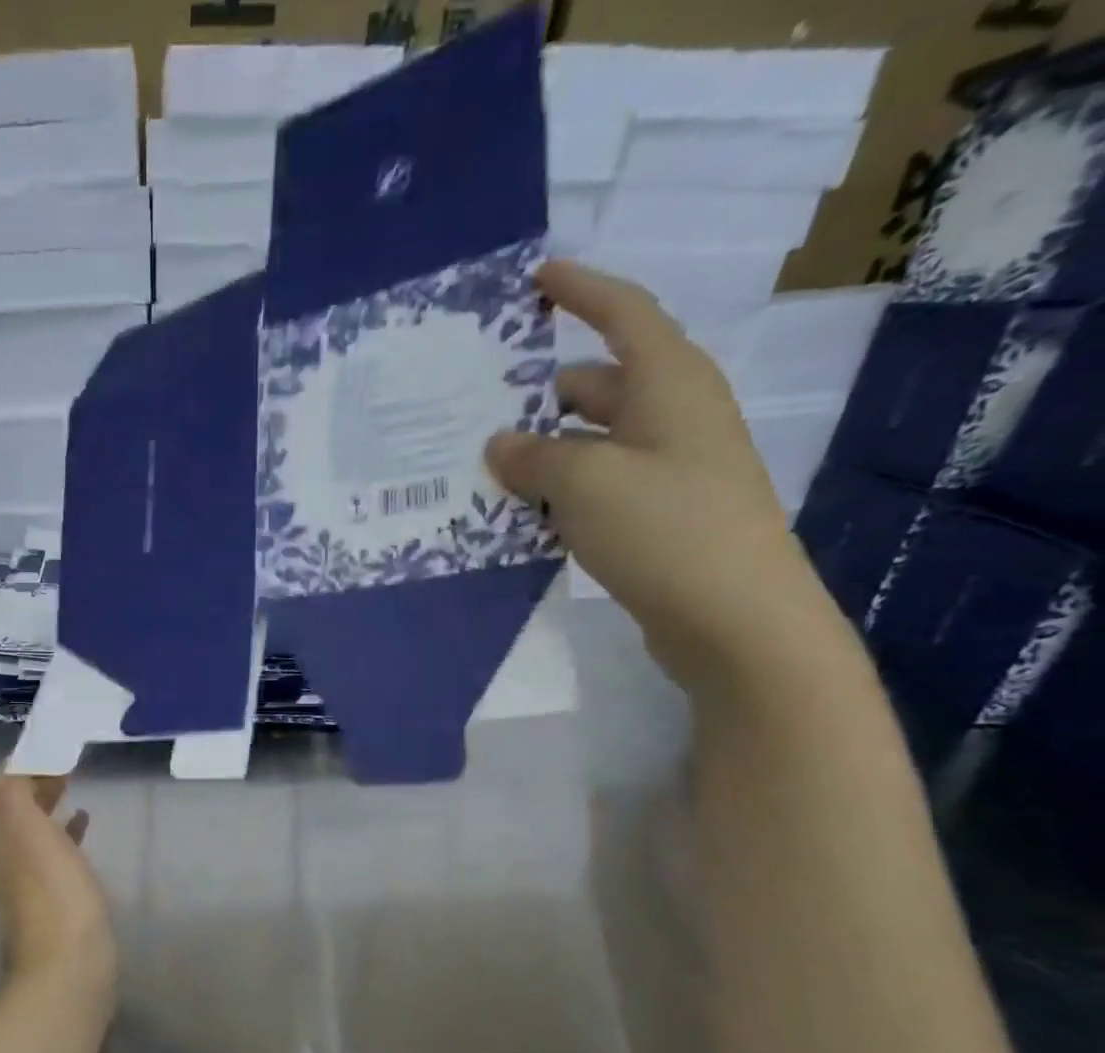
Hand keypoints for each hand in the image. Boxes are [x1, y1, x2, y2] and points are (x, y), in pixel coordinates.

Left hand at [0, 775, 116, 1005]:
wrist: (68, 970)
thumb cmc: (55, 896)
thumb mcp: (30, 835)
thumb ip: (15, 797)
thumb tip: (12, 766)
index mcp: (0, 839)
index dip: (20, 764)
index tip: (50, 745)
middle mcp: (6, 857)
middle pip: (11, 809)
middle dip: (32, 781)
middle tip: (64, 762)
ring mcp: (28, 881)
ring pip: (31, 829)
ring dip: (46, 804)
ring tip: (73, 785)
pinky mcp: (53, 899)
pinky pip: (52, 852)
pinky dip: (63, 831)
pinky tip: (83, 825)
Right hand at [485, 259, 842, 692]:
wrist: (734, 617)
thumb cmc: (665, 529)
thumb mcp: (584, 483)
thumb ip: (533, 457)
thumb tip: (498, 443)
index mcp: (668, 383)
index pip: (623, 314)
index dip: (580, 290)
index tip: (536, 277)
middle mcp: (673, 416)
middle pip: (598, 384)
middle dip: (539, 393)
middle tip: (476, 407)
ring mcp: (669, 468)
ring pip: (591, 441)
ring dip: (542, 451)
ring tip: (481, 468)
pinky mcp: (658, 514)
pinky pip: (596, 485)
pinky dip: (557, 490)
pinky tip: (517, 514)